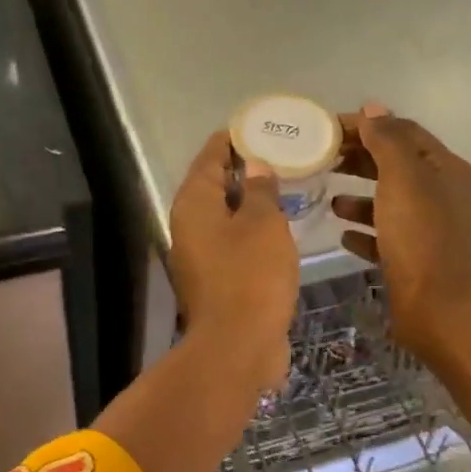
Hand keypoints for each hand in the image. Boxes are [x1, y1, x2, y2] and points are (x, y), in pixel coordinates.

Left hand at [168, 130, 299, 388]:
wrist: (238, 346)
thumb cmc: (251, 276)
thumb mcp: (264, 224)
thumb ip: (261, 190)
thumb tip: (254, 166)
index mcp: (193, 205)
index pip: (209, 157)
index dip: (232, 139)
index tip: (257, 125)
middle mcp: (188, 227)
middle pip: (213, 186)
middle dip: (242, 169)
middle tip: (278, 153)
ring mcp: (199, 257)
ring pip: (224, 217)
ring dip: (248, 202)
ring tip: (283, 186)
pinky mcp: (215, 281)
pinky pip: (232, 243)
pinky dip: (251, 231)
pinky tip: (277, 228)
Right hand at [332, 102, 470, 360]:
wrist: (439, 310)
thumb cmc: (420, 239)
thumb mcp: (403, 179)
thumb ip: (388, 140)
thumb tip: (373, 108)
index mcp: (444, 169)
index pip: (403, 132)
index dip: (367, 125)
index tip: (326, 129)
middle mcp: (441, 195)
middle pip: (395, 165)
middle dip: (360, 159)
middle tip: (321, 159)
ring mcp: (429, 230)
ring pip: (388, 202)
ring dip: (358, 197)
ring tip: (328, 199)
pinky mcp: (414, 260)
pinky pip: (385, 237)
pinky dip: (364, 232)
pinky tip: (343, 235)